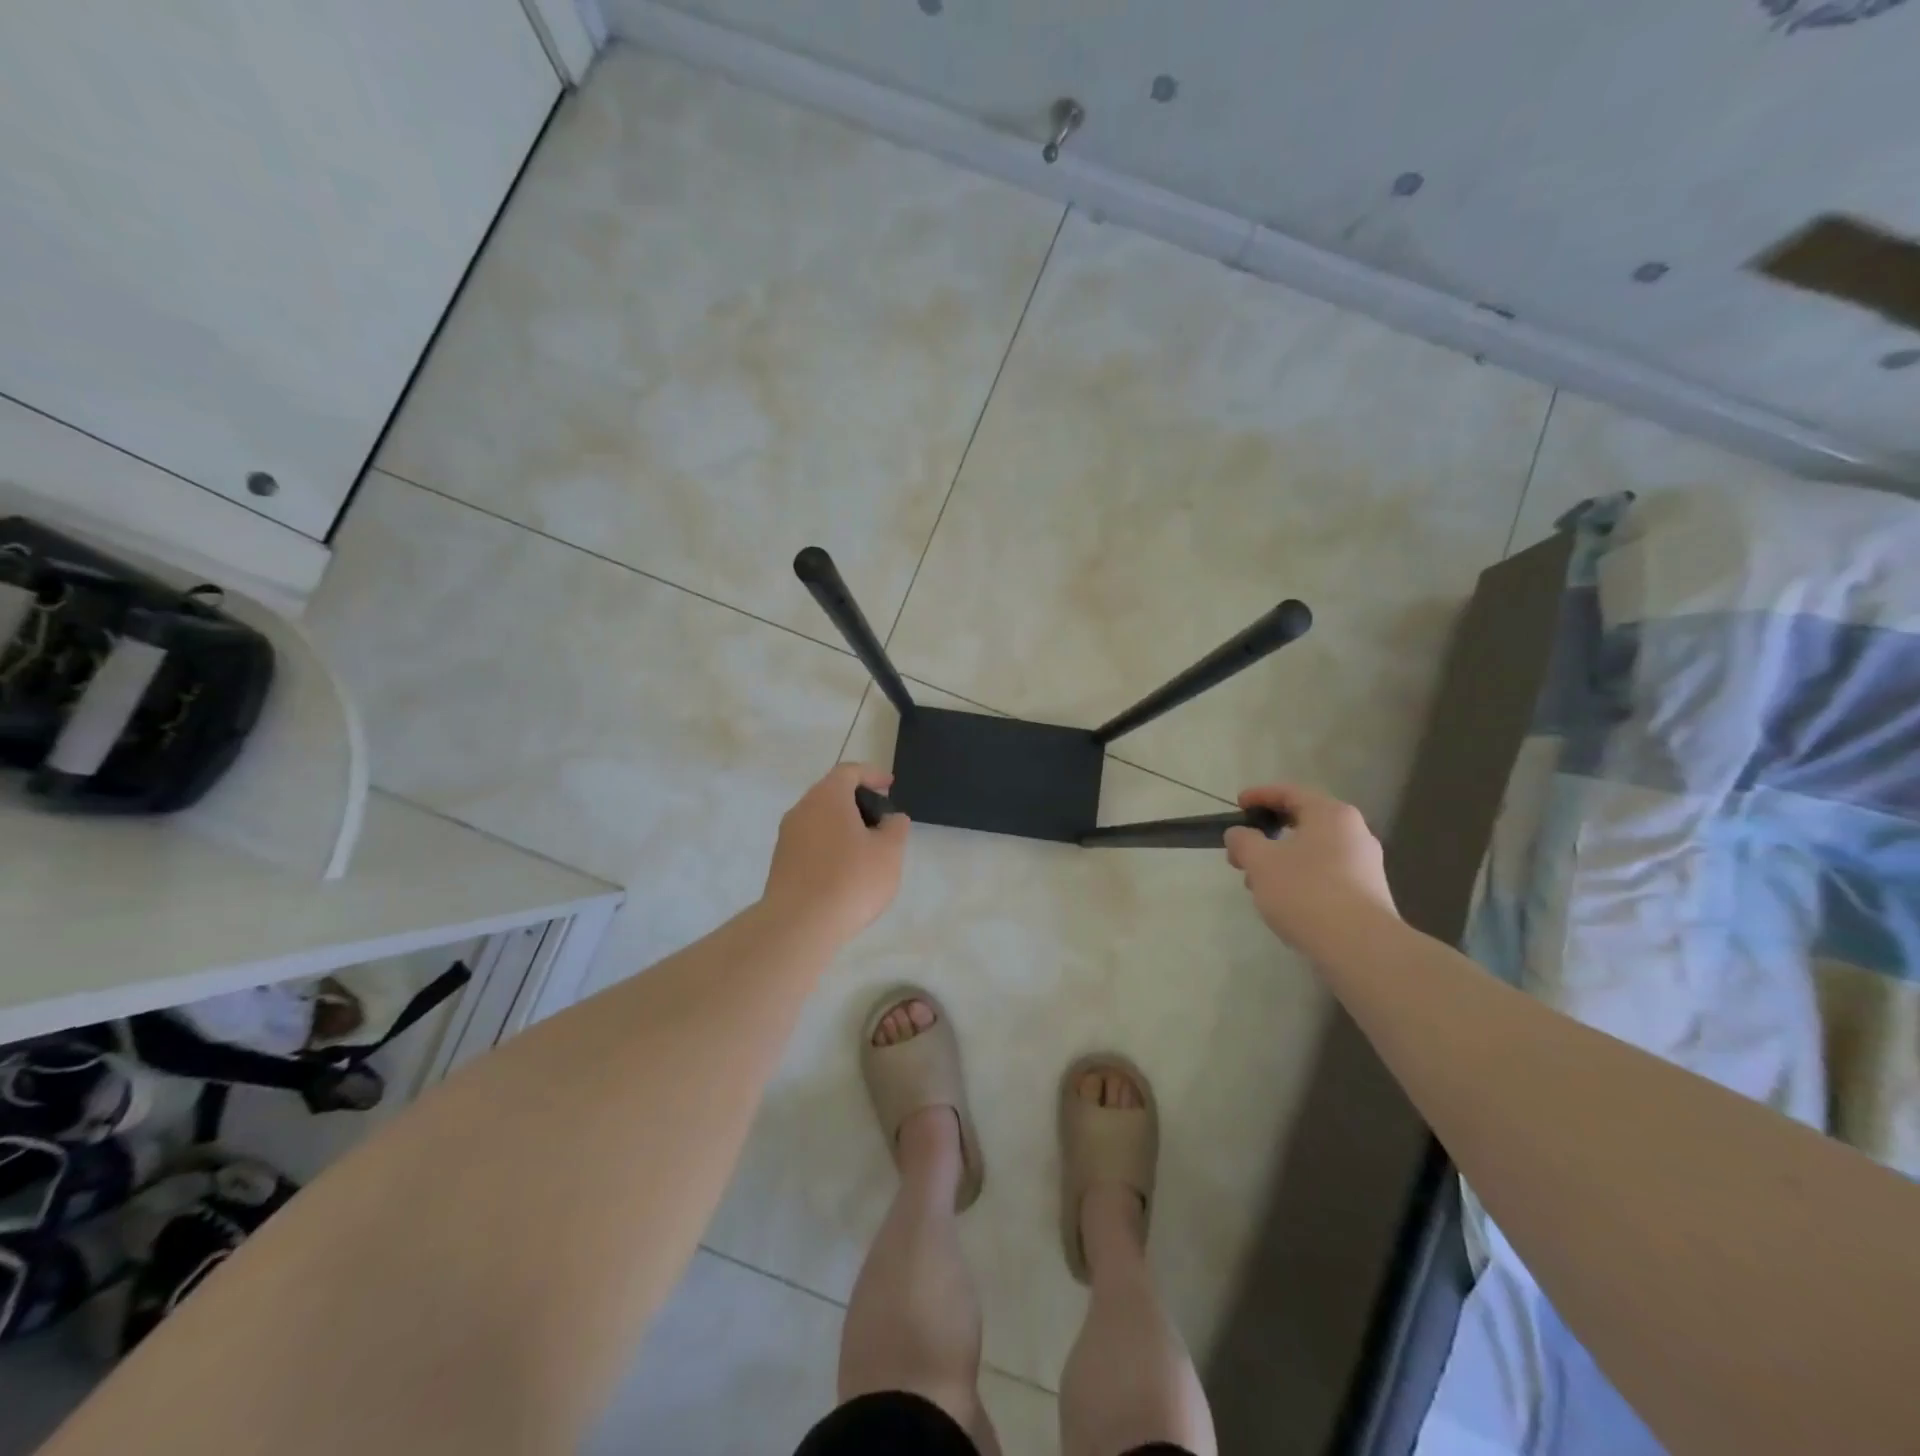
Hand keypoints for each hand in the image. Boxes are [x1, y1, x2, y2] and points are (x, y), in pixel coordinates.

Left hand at [761, 763, 908, 944]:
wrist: (799, 925)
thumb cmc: (851, 880)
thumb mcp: (889, 852)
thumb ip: (895, 828)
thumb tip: (892, 818)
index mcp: (827, 797)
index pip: (848, 771)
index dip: (872, 774)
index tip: (889, 786)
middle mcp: (802, 809)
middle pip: (831, 793)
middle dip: (858, 801)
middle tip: (881, 818)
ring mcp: (787, 837)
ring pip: (819, 819)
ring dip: (843, 826)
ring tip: (866, 847)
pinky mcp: (781, 863)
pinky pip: (810, 842)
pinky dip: (830, 845)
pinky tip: (845, 870)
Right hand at [1224, 784, 1396, 955]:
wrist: (1359, 946)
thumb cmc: (1305, 891)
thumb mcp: (1260, 861)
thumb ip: (1243, 841)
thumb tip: (1239, 834)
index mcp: (1331, 814)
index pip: (1290, 792)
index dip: (1260, 796)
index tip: (1237, 805)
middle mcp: (1354, 832)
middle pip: (1303, 822)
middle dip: (1268, 834)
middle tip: (1242, 850)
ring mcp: (1365, 865)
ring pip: (1313, 851)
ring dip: (1281, 859)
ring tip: (1255, 881)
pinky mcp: (1367, 894)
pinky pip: (1326, 874)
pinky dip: (1300, 878)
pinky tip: (1283, 900)